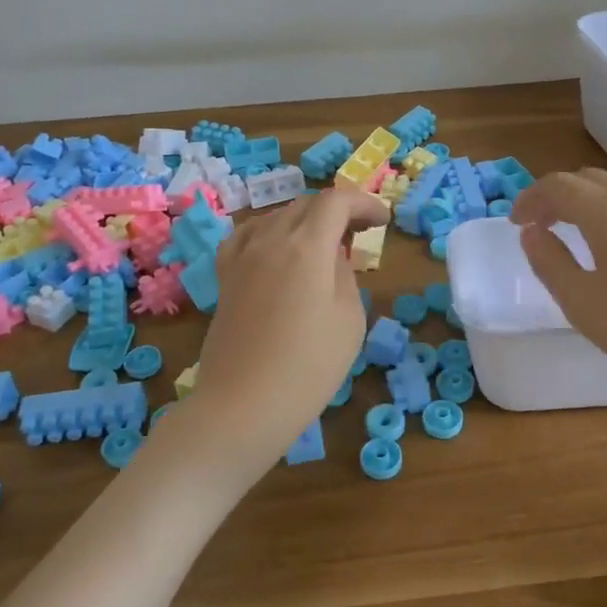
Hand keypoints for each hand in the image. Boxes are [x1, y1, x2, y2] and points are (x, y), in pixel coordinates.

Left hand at [187, 189, 388, 476]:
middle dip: (337, 210)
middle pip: (306, 204)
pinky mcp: (225, 276)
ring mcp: (242, 256)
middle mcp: (270, 239)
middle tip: (360, 233)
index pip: (336, 201)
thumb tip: (332, 257)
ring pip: (277, 216)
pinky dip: (270, 231)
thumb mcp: (348, 320)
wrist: (242, 406)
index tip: (382, 221)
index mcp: (307, 246)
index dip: (363, 203)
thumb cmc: (308, 368)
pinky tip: (277, 248)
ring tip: (323, 244)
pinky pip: (248, 235)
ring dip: (305, 220)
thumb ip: (344, 275)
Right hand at [511, 169, 606, 402]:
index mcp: (606, 211)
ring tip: (577, 226)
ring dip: (589, 195)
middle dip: (557, 195)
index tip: (515, 224)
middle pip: (588, 178)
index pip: (558, 186)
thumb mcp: (581, 303)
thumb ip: (549, 262)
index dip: (530, 199)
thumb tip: (531, 233)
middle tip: (540, 225)